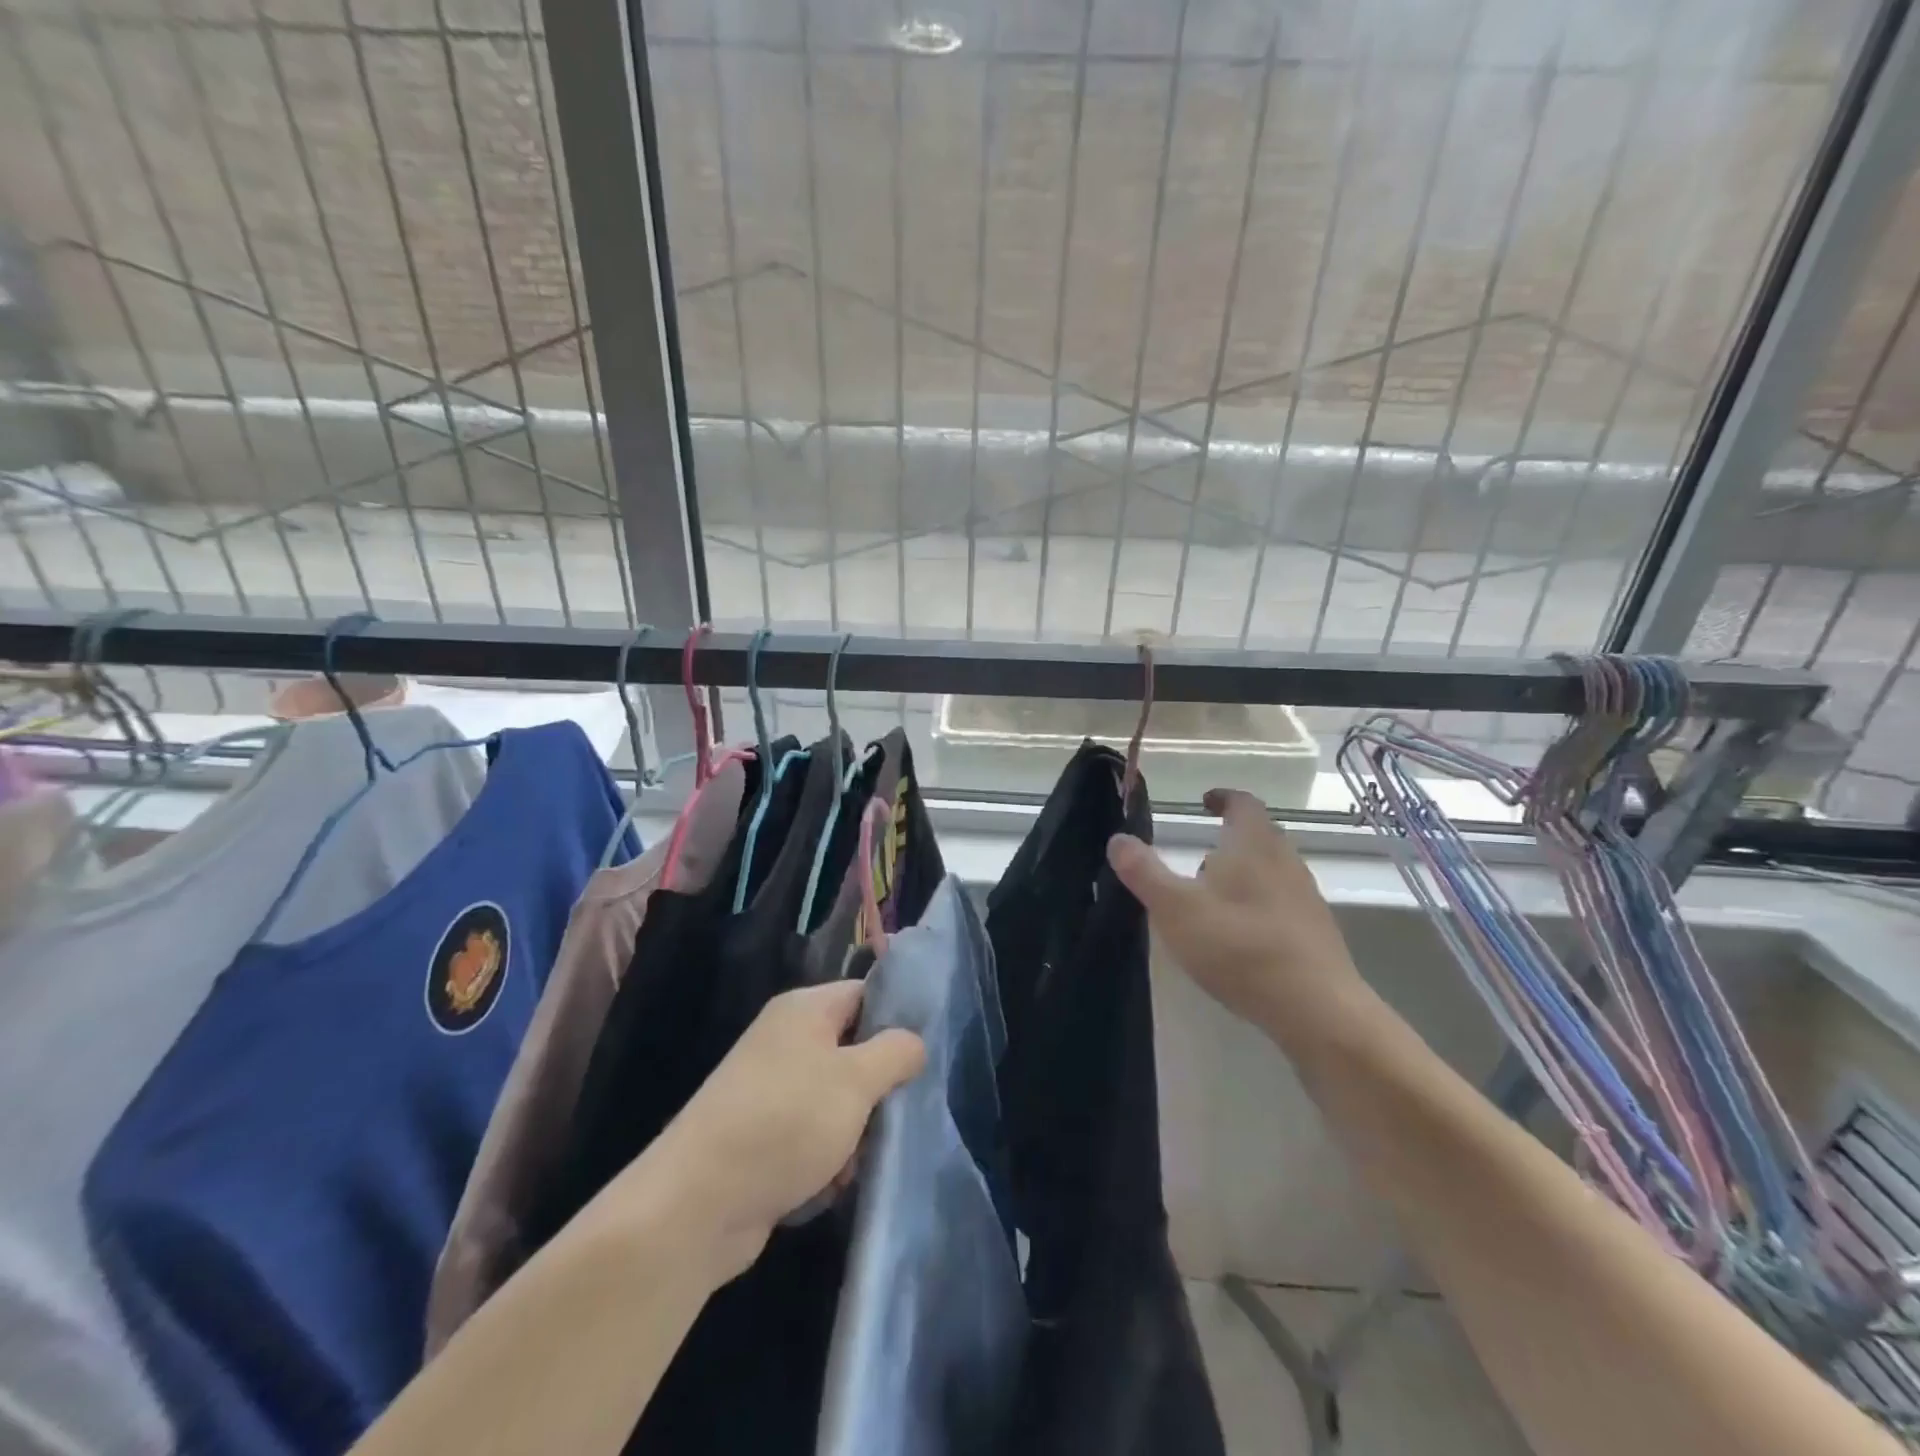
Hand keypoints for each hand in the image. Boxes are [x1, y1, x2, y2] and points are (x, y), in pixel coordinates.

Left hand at [639, 981, 924, 1282]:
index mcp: (804, 1010)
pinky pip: (812, 1136)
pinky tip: (830, 1185)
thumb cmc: (785, 1123)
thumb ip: (895, 1052)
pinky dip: (827, 1159)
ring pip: (838, 1099)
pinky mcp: (762, 1137)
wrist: (696, 1205)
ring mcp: (771, 1090)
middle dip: (878, 1087)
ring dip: (855, 1132)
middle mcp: (785, 1041)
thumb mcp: (856, 1080)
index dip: (899, 1017)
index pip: (865, 994)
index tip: (928, 1053)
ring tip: (856, 1160)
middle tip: (897, 1114)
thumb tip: (914, 1042)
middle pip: (854, 1050)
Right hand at [1107, 787, 1368, 1033]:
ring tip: (1211, 902)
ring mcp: (1305, 898)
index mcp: (1253, 844)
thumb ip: (1144, 872)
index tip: (1205, 802)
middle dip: (1229, 842)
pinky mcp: (1315, 933)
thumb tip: (1118, 838)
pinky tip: (1238, 938)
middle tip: (1197, 860)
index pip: (1243, 803)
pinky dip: (1257, 907)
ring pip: (1270, 872)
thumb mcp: (1176, 909)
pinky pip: (1281, 904)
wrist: (1317, 1010)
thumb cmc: (1239, 947)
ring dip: (1242, 877)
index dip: (1223, 798)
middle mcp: (1285, 861)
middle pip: (1259, 837)